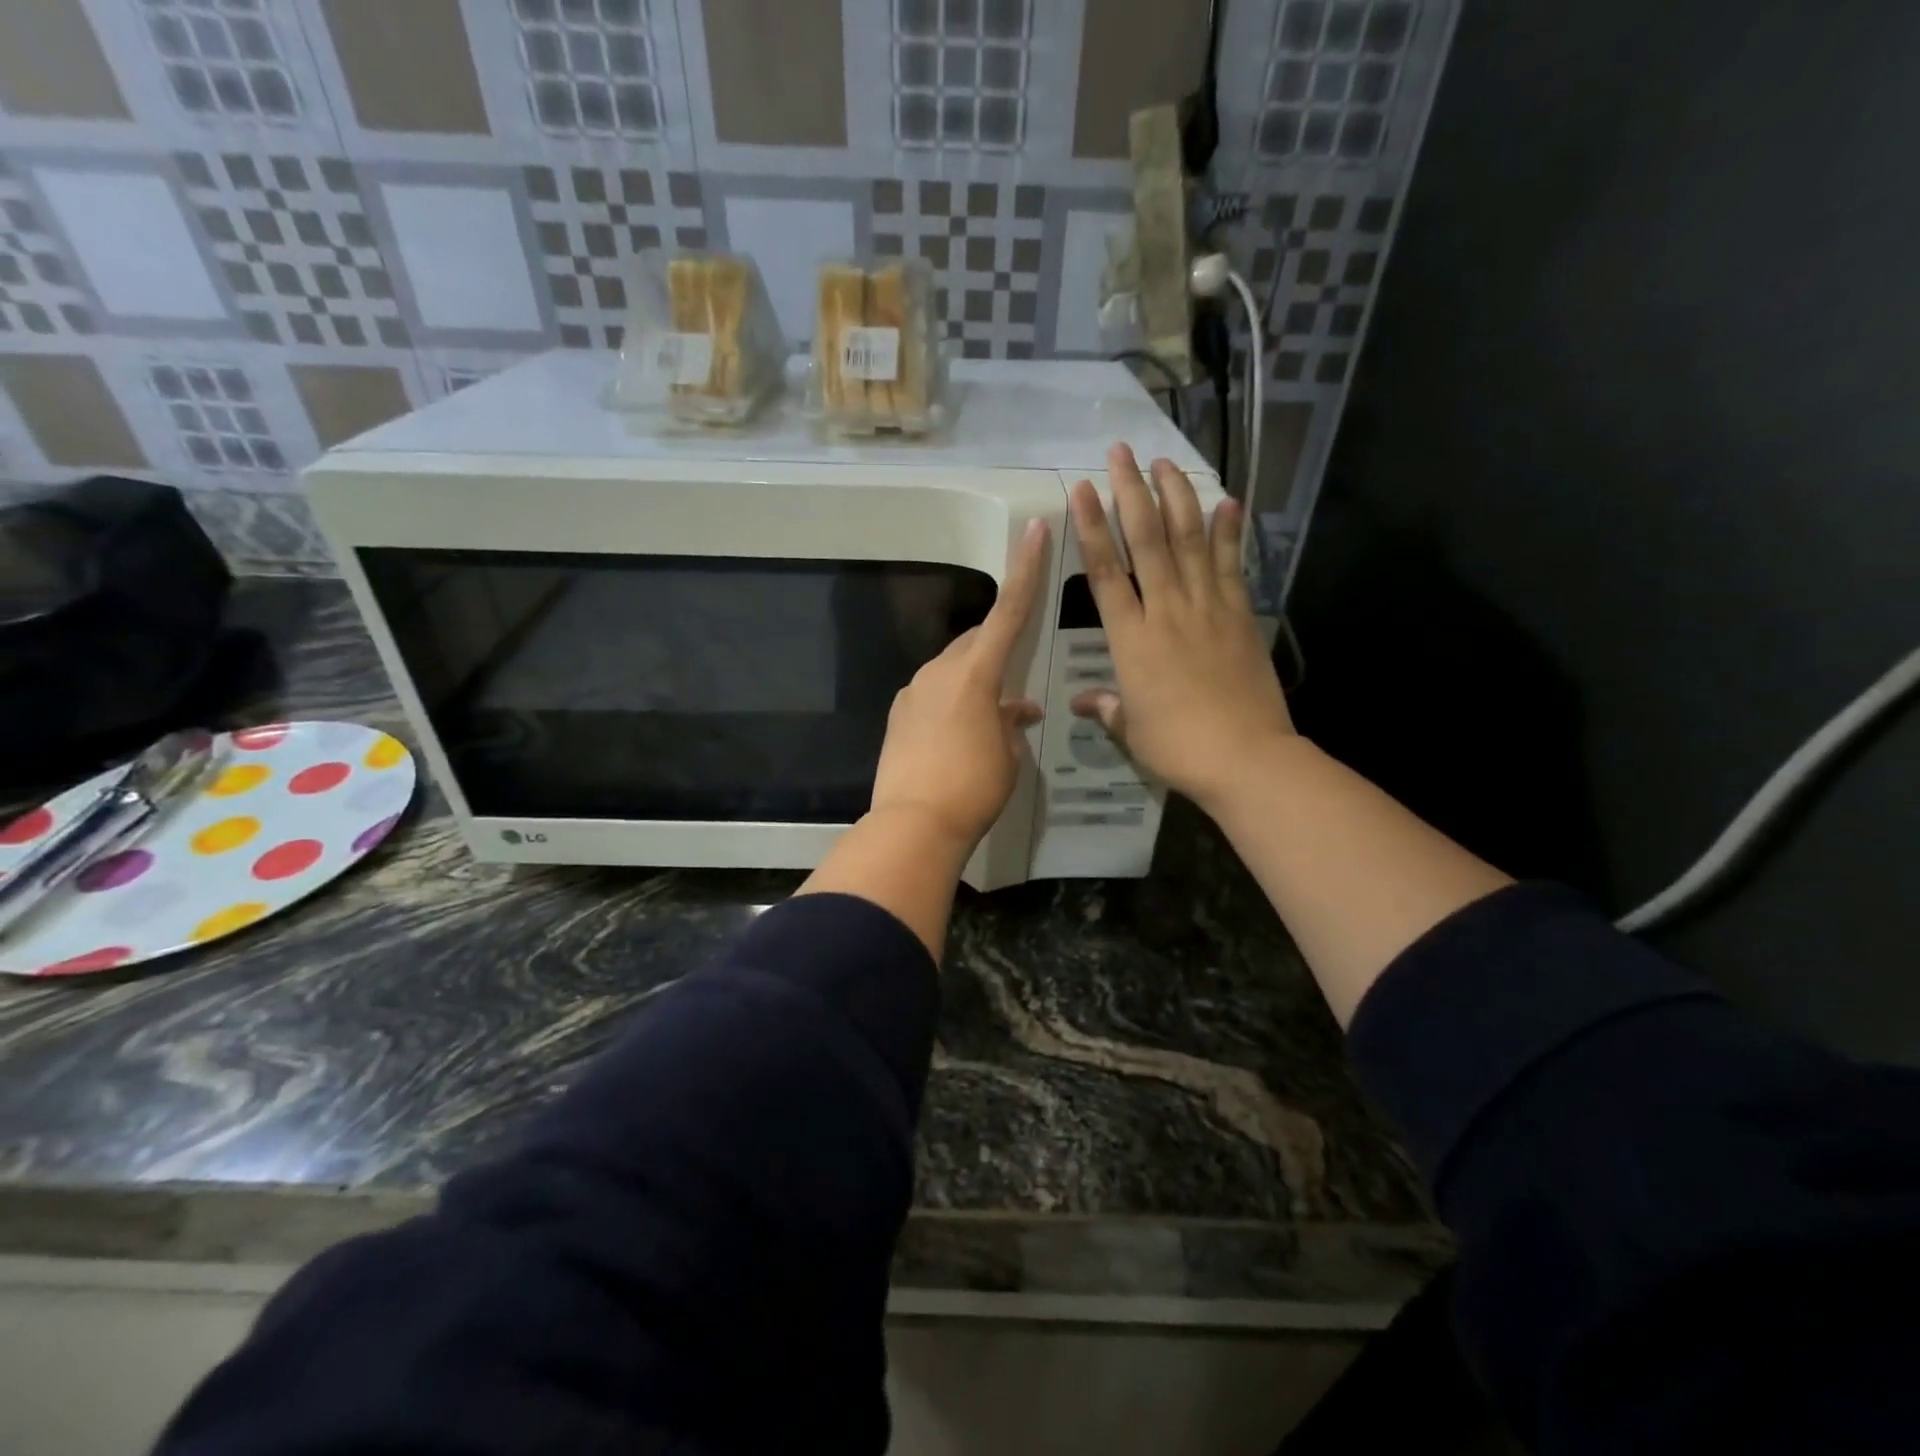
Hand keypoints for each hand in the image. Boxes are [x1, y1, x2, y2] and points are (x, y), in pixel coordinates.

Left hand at [869, 519, 1049, 851]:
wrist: (914, 824)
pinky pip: (932, 695)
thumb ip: (1011, 723)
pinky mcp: (898, 715)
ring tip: (992, 718)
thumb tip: (1015, 710)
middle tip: (1015, 678)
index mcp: (975, 674)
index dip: (1025, 571)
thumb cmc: (974, 788)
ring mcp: (913, 692)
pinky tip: (960, 734)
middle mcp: (940, 671)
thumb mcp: (1008, 756)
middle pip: (974, 642)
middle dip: (996, 649)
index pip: (1008, 613)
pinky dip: (952, 703)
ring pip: (952, 670)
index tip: (1034, 530)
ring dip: (975, 683)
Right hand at [1069, 446, 1294, 809]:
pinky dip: (1228, 532)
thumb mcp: (1132, 730)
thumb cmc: (1177, 747)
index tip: (1082, 490)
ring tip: (1165, 462)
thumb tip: (1083, 702)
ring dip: (1177, 497)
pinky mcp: (1240, 615)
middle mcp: (1166, 611)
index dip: (1093, 528)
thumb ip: (1108, 708)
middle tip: (1121, 452)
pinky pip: (1231, 565)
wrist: (1245, 757)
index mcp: (1131, 639)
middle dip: (1131, 492)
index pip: (1106, 572)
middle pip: (1147, 541)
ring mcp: (1207, 608)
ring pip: (1189, 541)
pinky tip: (1227, 501)